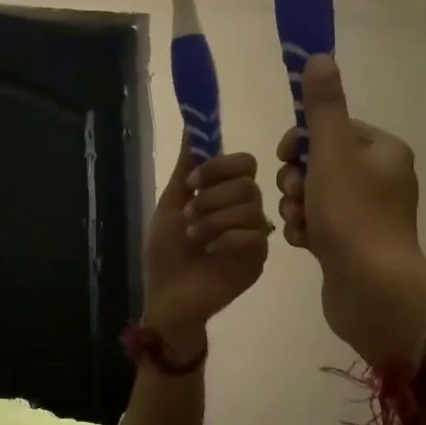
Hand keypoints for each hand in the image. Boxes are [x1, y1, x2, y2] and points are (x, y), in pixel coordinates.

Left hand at [142, 150, 271, 349]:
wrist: (169, 297)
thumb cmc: (167, 253)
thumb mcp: (171, 206)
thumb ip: (185, 169)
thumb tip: (190, 127)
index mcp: (224, 194)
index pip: (244, 163)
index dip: (220, 166)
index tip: (191, 183)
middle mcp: (244, 210)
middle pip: (248, 183)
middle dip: (213, 196)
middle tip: (189, 215)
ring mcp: (254, 235)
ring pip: (251, 208)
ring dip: (214, 218)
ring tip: (193, 236)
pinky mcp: (258, 259)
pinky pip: (254, 236)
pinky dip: (228, 238)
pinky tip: (211, 250)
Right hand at [276, 56, 425, 363]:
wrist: (371, 289)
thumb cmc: (352, 215)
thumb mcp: (332, 153)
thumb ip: (322, 108)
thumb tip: (318, 57)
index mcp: (383, 151)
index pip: (332, 129)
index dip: (302, 141)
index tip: (287, 158)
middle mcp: (380, 179)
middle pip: (319, 162)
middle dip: (296, 179)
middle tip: (298, 196)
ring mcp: (367, 214)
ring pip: (313, 194)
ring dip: (296, 206)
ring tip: (300, 225)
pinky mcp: (353, 244)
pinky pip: (317, 223)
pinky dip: (305, 230)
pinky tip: (304, 244)